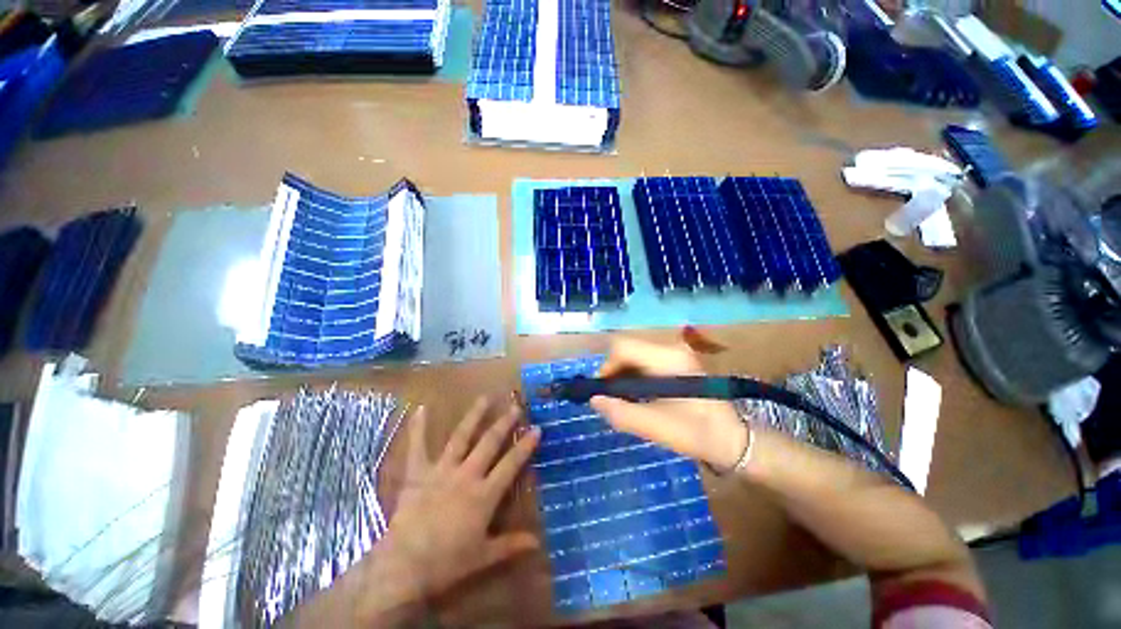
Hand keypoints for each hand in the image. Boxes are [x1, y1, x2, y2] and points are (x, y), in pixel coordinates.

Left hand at [354, 398, 540, 623]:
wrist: (404, 567)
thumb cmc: (447, 563)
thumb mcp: (483, 556)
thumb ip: (510, 545)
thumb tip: (537, 542)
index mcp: (484, 494)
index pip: (511, 464)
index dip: (525, 446)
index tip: (537, 429)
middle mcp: (466, 474)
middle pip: (489, 443)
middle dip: (504, 423)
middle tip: (515, 407)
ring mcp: (442, 470)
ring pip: (461, 437)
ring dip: (474, 416)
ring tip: (484, 398)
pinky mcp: (418, 473)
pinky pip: (418, 446)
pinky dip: (419, 427)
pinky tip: (421, 408)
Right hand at [590, 338, 747, 469]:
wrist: (734, 440)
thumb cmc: (699, 434)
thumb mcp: (657, 427)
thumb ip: (622, 413)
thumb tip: (594, 400)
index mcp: (668, 359)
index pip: (624, 347)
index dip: (607, 367)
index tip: (603, 392)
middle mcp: (670, 349)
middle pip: (627, 350)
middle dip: (614, 373)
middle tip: (612, 400)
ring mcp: (674, 355)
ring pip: (633, 357)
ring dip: (622, 377)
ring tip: (624, 402)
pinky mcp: (674, 364)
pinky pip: (643, 364)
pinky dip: (633, 378)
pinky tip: (637, 398)